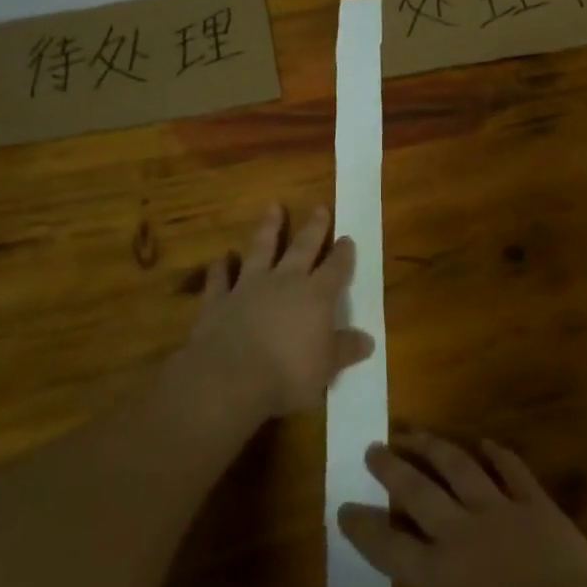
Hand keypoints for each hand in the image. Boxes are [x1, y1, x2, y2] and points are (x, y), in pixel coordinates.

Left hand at [186, 205, 371, 420]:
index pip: (335, 268)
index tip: (347, 238)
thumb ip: (345, 350)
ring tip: (274, 208)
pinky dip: (220, 268)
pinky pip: (220, 279)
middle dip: (313, 228)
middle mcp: (284, 282)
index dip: (343, 253)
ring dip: (268, 229)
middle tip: (319, 207)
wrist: (229, 378)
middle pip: (302, 248)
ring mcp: (248, 287)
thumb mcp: (326, 367)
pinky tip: (221, 258)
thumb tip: (368, 340)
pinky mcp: (218, 301)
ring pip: (260, 250)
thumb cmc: (287, 374)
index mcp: (316, 296)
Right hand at [339, 435, 586, 586]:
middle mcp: (460, 532)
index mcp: (436, 575)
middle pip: (418, 492)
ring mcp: (499, 511)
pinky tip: (487, 442)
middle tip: (373, 448)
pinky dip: (499, 454)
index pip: (388, 546)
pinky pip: (513, 471)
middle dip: (392, 468)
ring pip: (459, 468)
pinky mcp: (535, 504)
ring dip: (433, 447)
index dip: (363, 527)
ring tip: (414, 433)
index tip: (343, 507)